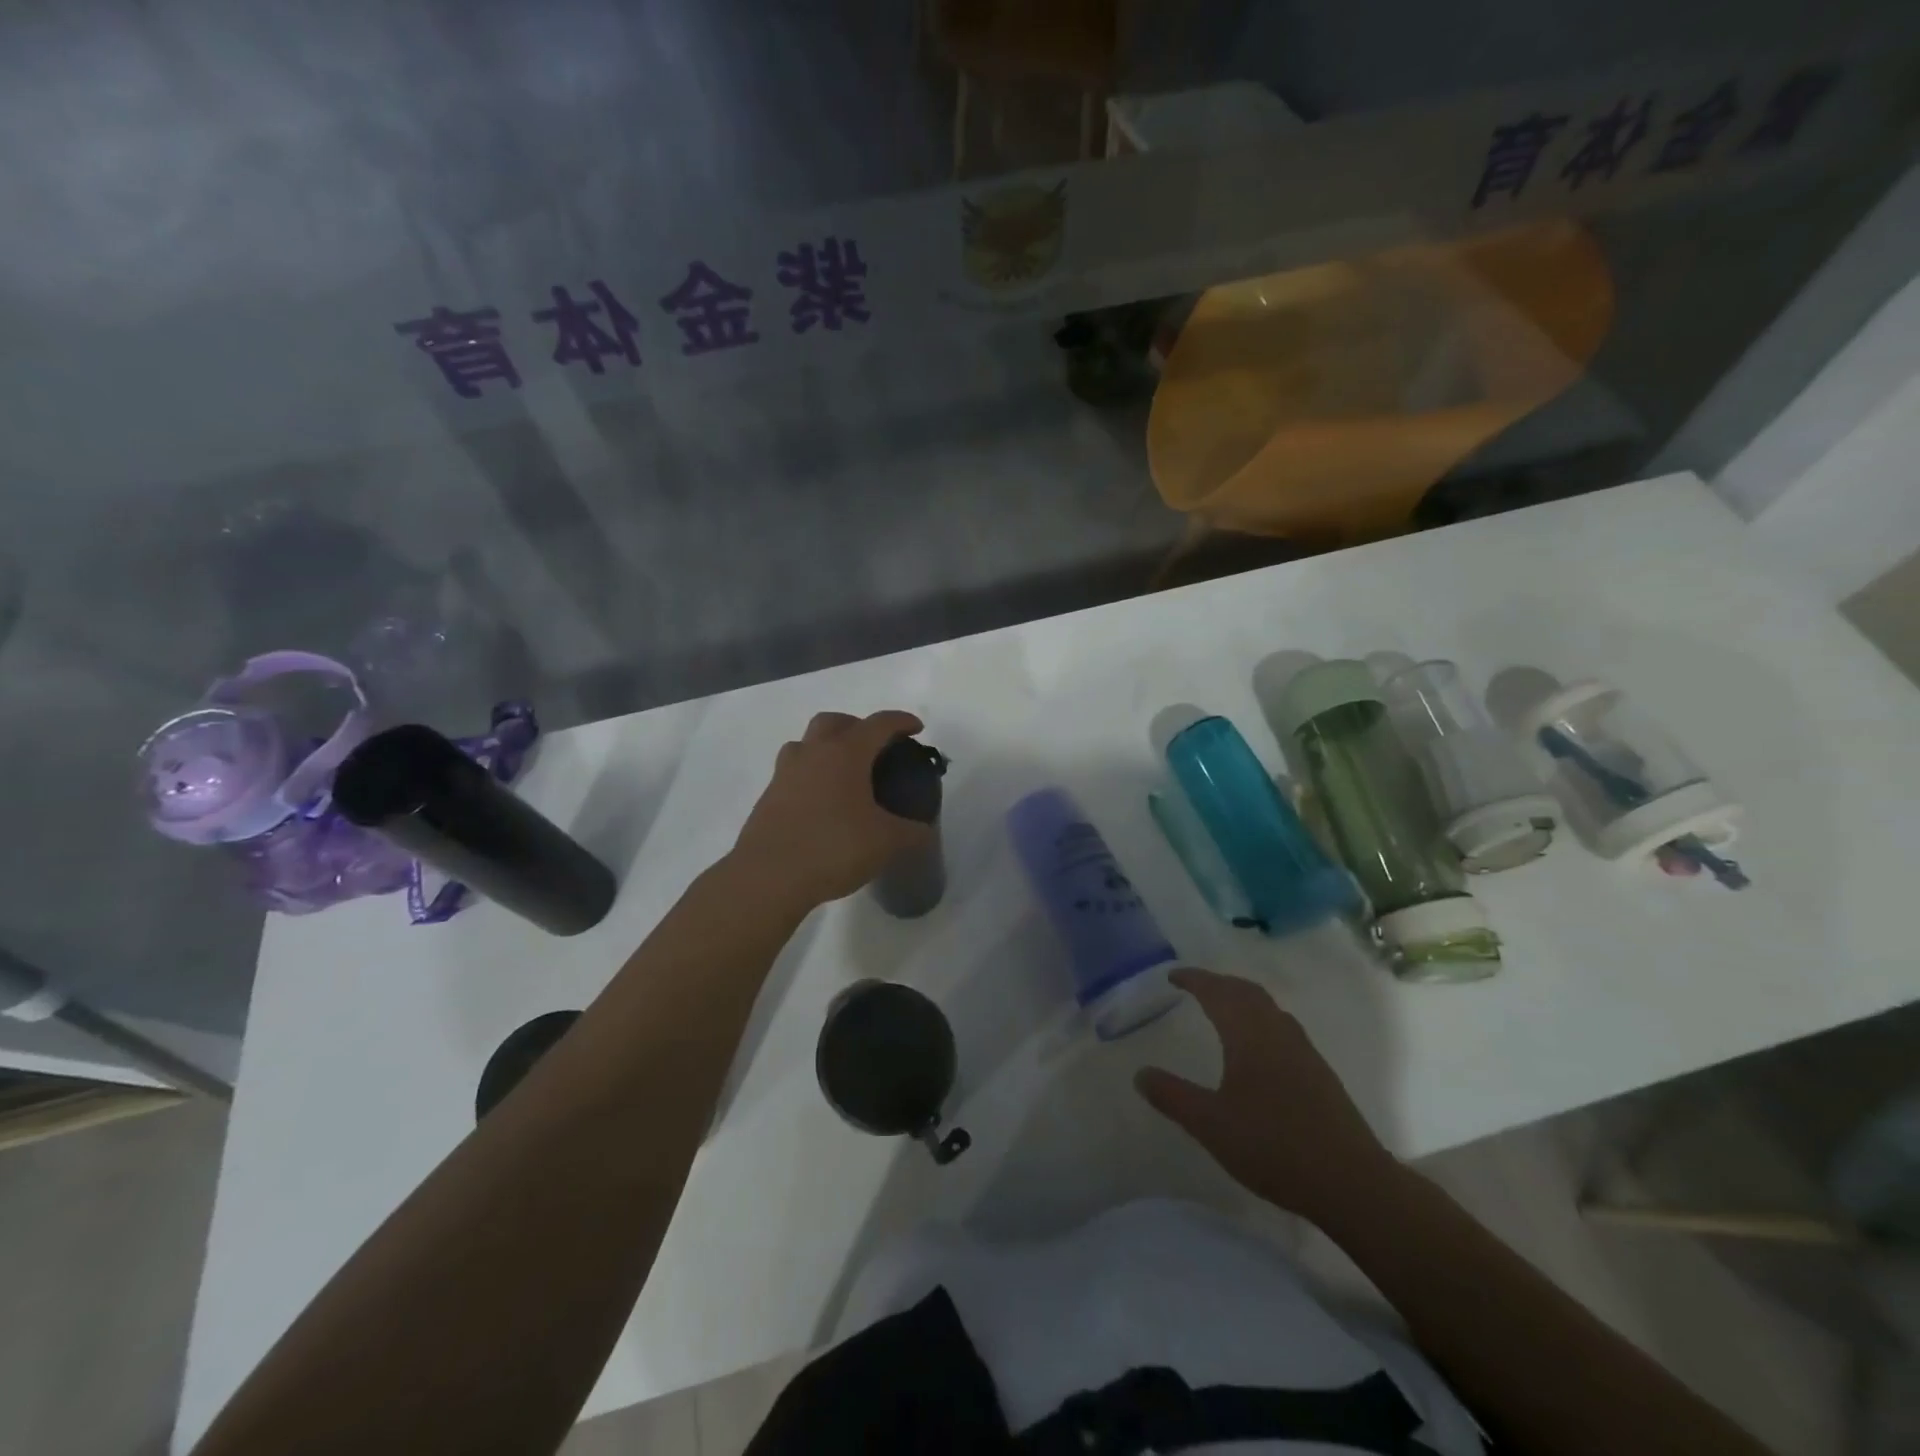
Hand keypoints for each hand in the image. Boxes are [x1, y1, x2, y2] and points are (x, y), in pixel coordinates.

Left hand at [729, 710, 935, 912]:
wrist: (768, 876)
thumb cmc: (833, 847)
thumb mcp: (886, 842)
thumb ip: (912, 833)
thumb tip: (925, 832)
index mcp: (845, 753)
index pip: (878, 724)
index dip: (901, 721)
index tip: (916, 728)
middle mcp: (812, 753)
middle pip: (834, 722)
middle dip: (857, 726)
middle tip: (875, 748)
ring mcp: (785, 774)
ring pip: (807, 744)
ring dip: (827, 748)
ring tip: (845, 774)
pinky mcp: (769, 797)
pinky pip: (794, 772)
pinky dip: (812, 776)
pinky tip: (823, 803)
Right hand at [1136, 968, 1398, 1223]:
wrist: (1352, 1183)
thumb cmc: (1274, 1146)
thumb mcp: (1211, 1124)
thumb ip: (1173, 1096)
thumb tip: (1140, 1073)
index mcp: (1249, 1035)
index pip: (1217, 992)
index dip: (1194, 979)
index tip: (1173, 975)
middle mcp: (1278, 1032)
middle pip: (1246, 992)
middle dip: (1218, 983)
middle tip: (1195, 986)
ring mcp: (1304, 1052)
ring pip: (1269, 1008)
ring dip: (1242, 999)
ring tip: (1222, 1009)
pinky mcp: (1320, 1074)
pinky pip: (1282, 1028)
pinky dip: (1260, 1020)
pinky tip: (1257, 1048)